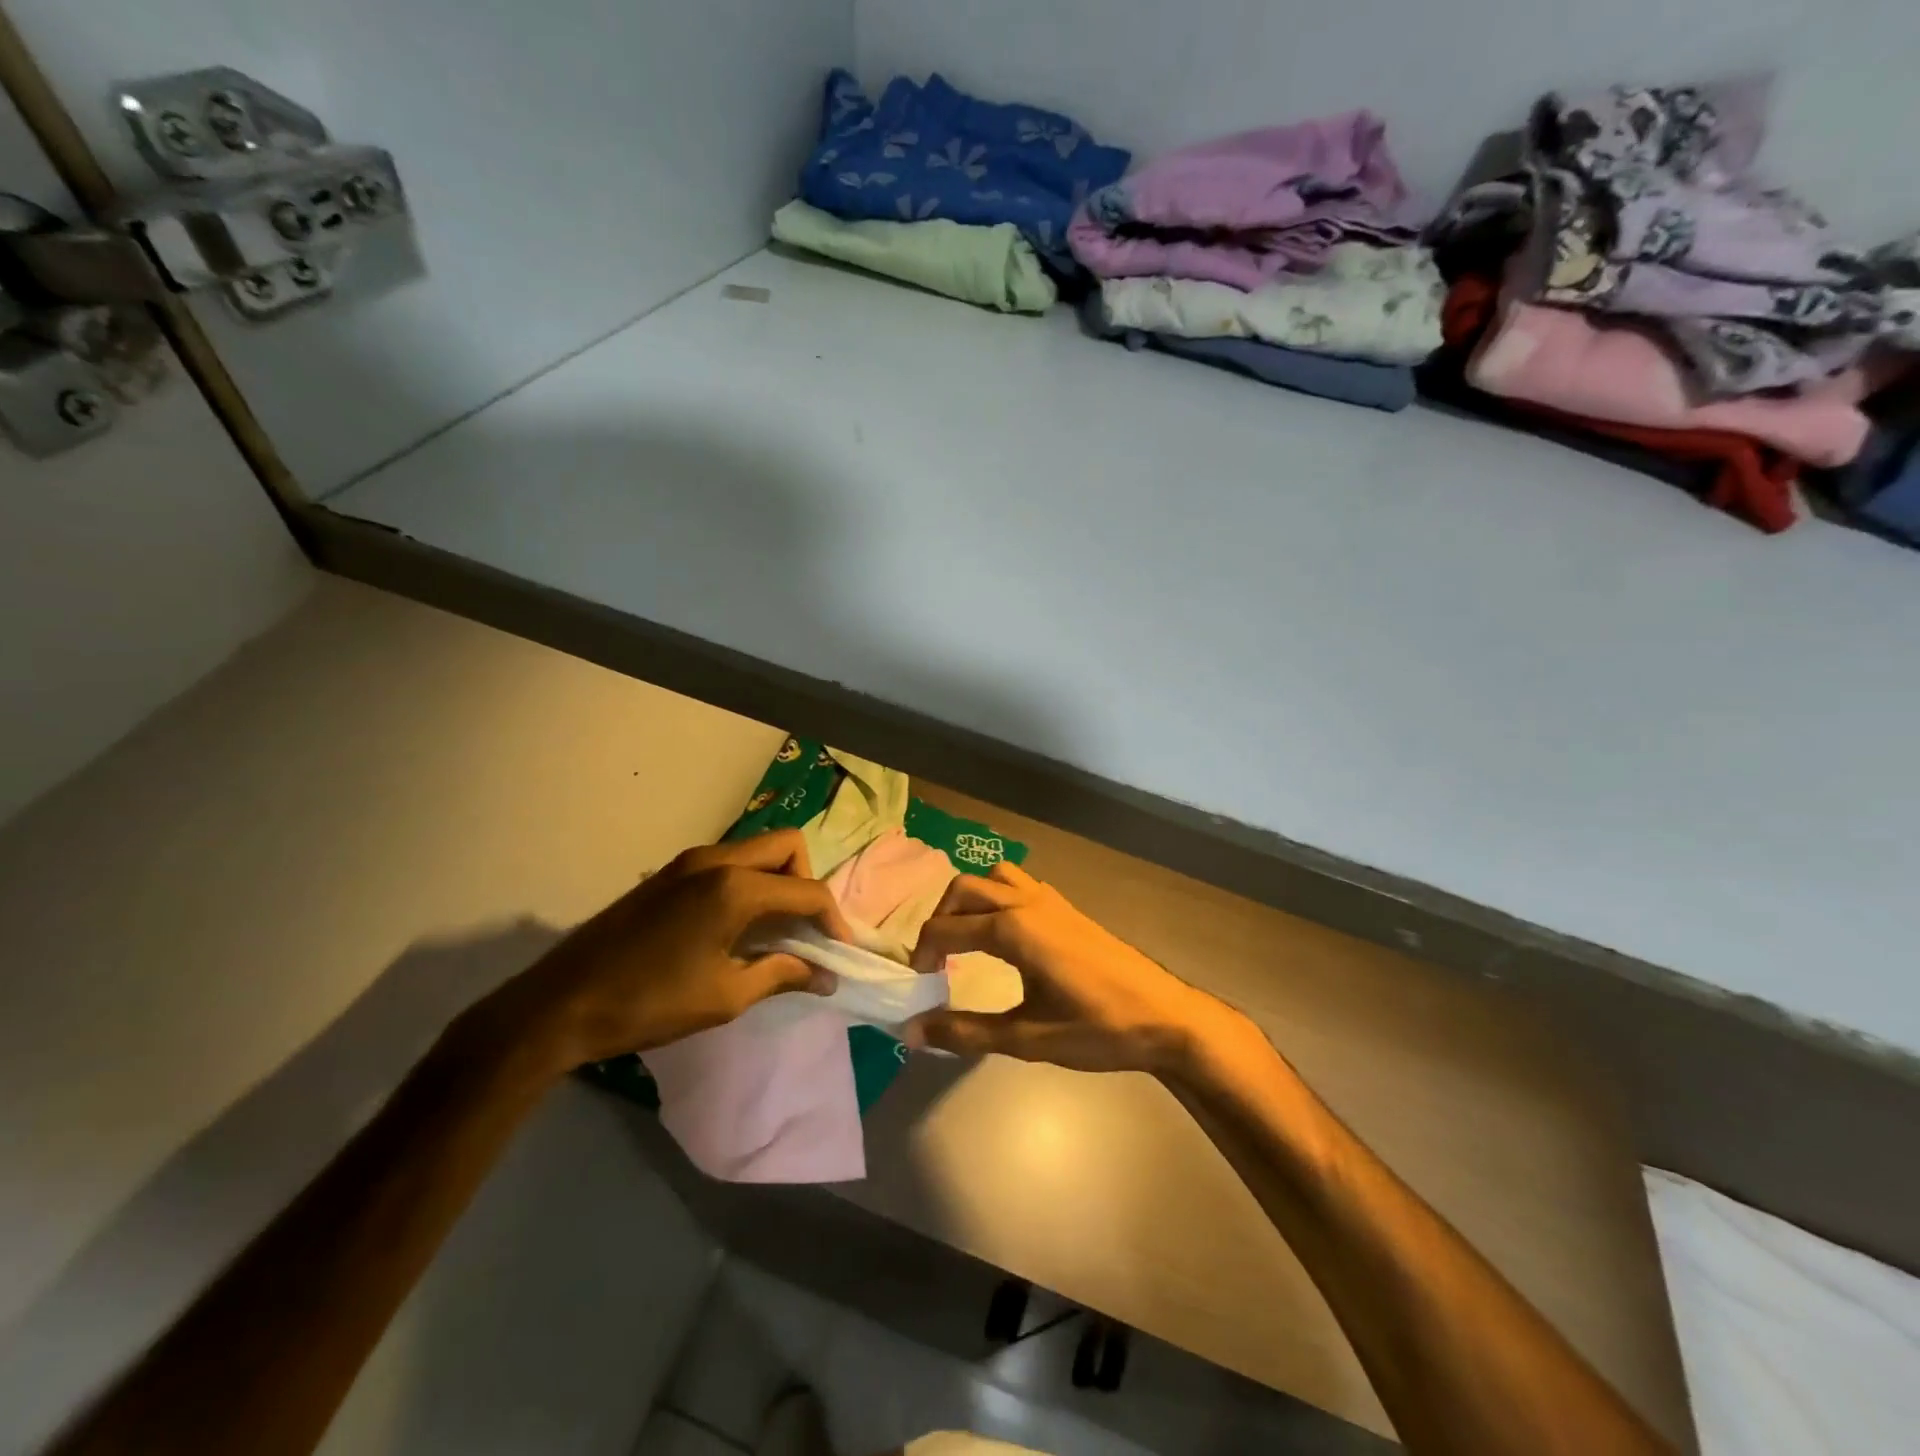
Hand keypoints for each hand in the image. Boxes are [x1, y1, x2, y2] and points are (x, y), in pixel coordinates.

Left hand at [460, 831, 853, 1076]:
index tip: (840, 951)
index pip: (806, 890)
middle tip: (804, 928)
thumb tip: (825, 976)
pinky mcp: (669, 873)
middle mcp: (716, 860)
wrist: (559, 1004)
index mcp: (734, 887)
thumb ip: (781, 975)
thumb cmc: (649, 1004)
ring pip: (756, 850)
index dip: (832, 919)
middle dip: (806, 882)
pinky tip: (737, 927)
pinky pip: (728, 862)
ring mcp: (688, 862)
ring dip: (777, 880)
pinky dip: (749, 883)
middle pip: (787, 846)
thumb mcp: (724, 996)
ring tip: (774, 930)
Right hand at [903, 862, 1240, 1074]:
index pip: (946, 928)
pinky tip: (1004, 935)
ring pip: (994, 876)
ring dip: (970, 899)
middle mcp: (1026, 902)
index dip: (923, 954)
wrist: (1164, 1016)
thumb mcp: (1027, 1038)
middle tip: (937, 960)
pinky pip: (1019, 883)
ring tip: (966, 938)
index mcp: (1013, 928)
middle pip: (963, 889)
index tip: (920, 984)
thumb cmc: (1097, 1029)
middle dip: (940, 918)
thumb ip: (966, 1032)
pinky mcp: (1066, 907)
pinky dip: (997, 896)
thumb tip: (912, 1031)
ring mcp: (1050, 899)